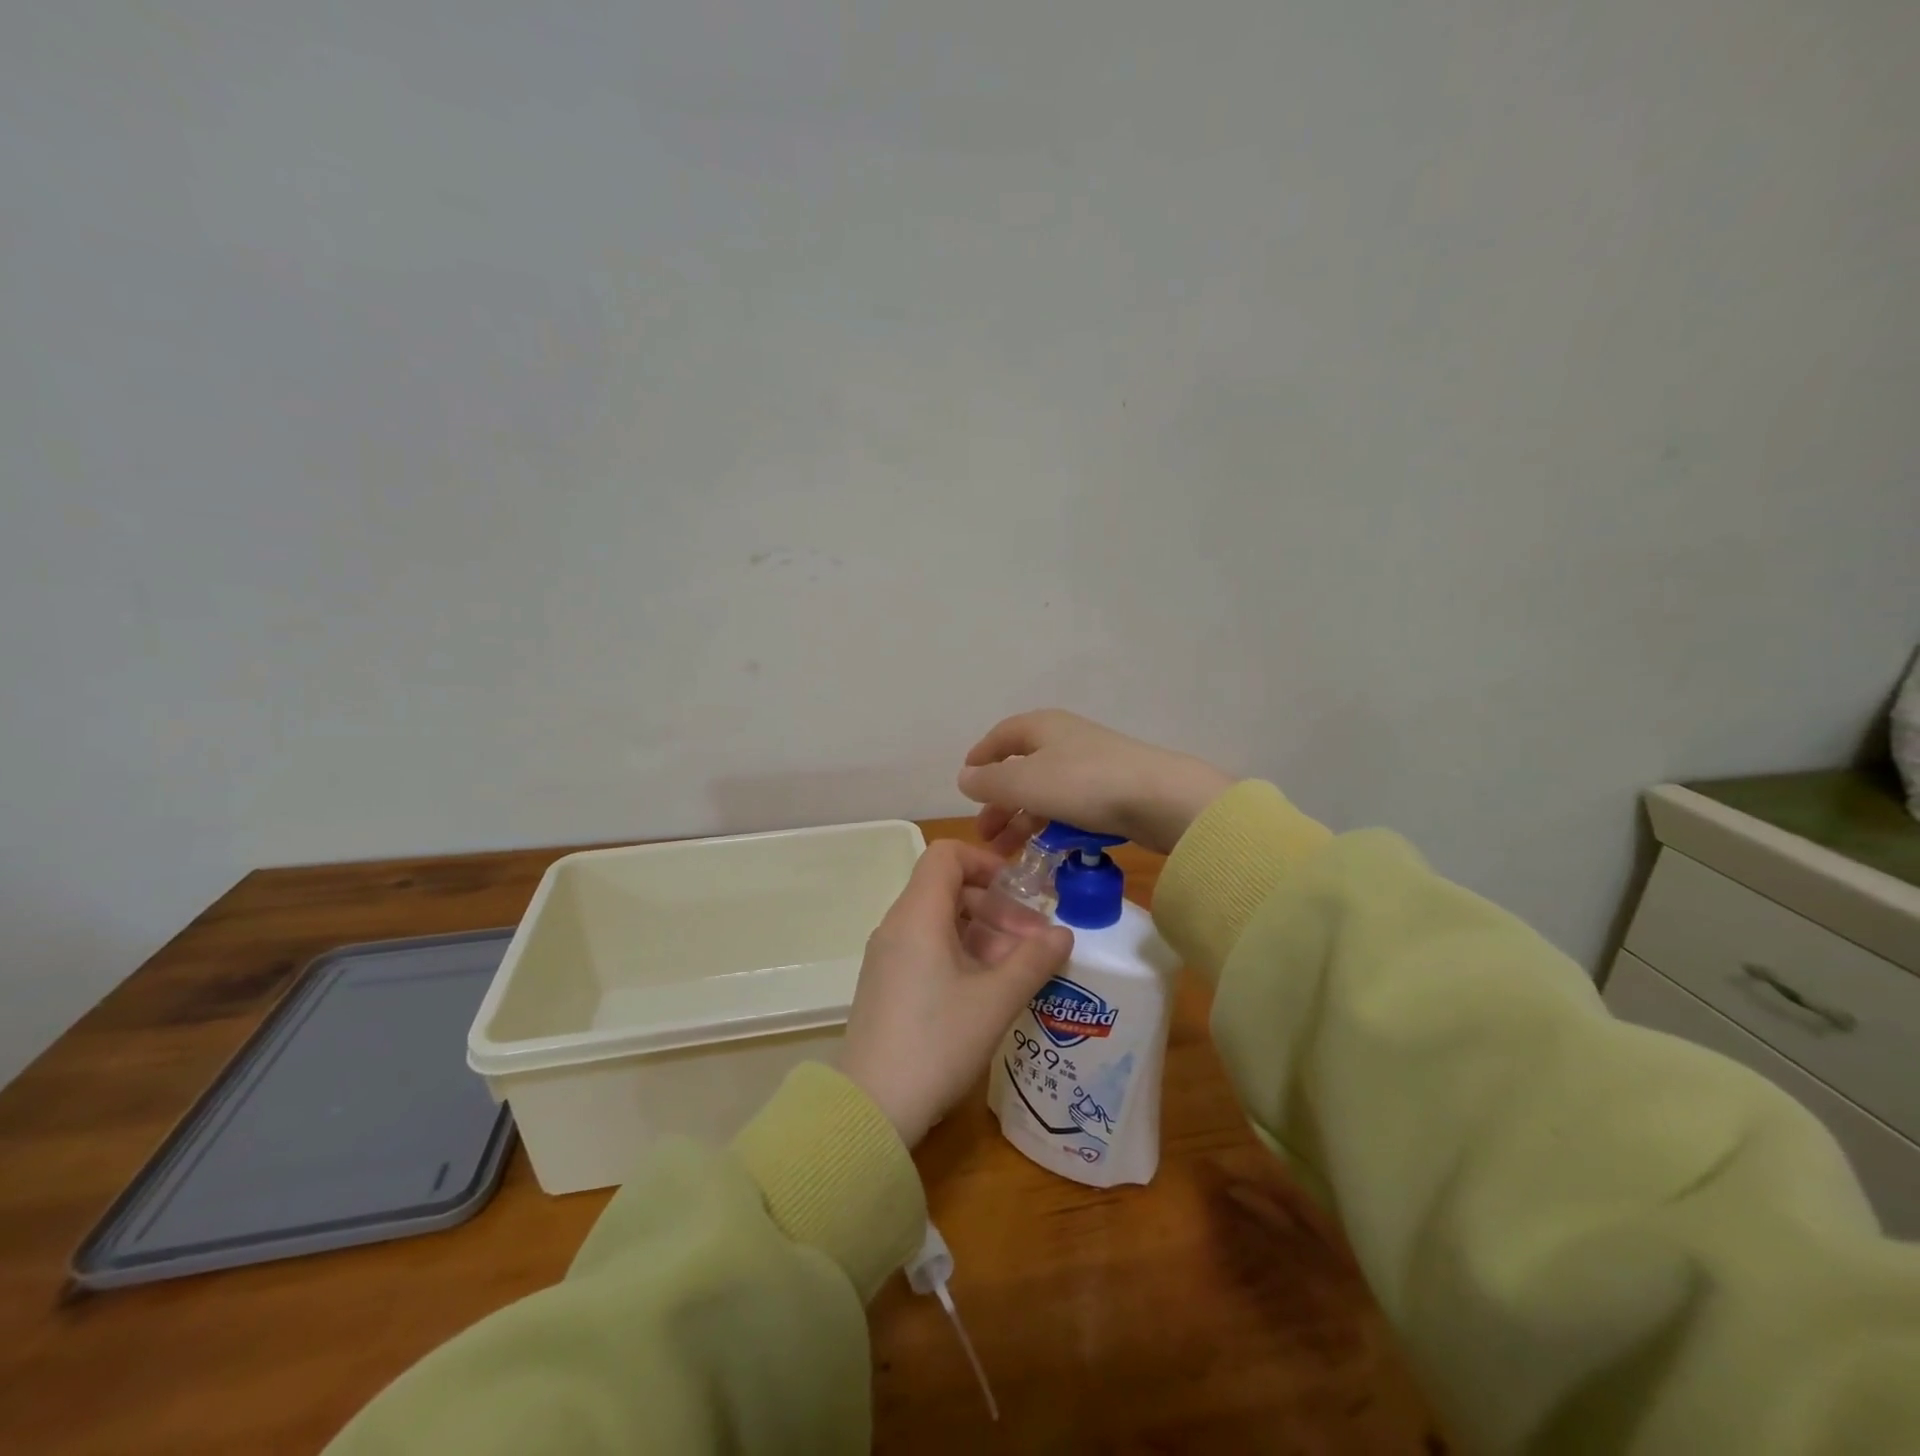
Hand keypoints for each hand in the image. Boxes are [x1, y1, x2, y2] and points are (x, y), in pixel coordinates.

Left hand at [840, 840, 1073, 1146]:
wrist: (872, 1108)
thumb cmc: (937, 1042)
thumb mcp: (995, 1000)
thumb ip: (1033, 960)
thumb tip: (1063, 933)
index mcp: (917, 915)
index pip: (947, 855)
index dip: (986, 862)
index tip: (1020, 891)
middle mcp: (898, 926)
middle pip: (949, 890)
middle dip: (998, 908)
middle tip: (1035, 942)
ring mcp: (889, 956)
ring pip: (942, 923)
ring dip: (985, 935)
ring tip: (1020, 970)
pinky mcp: (888, 984)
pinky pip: (928, 949)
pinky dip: (963, 955)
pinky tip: (990, 990)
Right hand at [956, 709, 1233, 856]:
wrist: (1160, 799)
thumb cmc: (1083, 783)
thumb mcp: (1025, 782)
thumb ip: (989, 781)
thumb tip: (964, 777)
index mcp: (1042, 727)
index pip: (1000, 737)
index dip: (980, 759)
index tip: (965, 785)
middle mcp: (1065, 740)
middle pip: (1021, 769)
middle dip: (1000, 803)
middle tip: (986, 835)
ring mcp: (1091, 766)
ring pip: (1045, 792)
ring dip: (1023, 820)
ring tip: (1008, 853)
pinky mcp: (1112, 792)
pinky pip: (1070, 808)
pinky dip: (1052, 826)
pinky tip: (1046, 851)